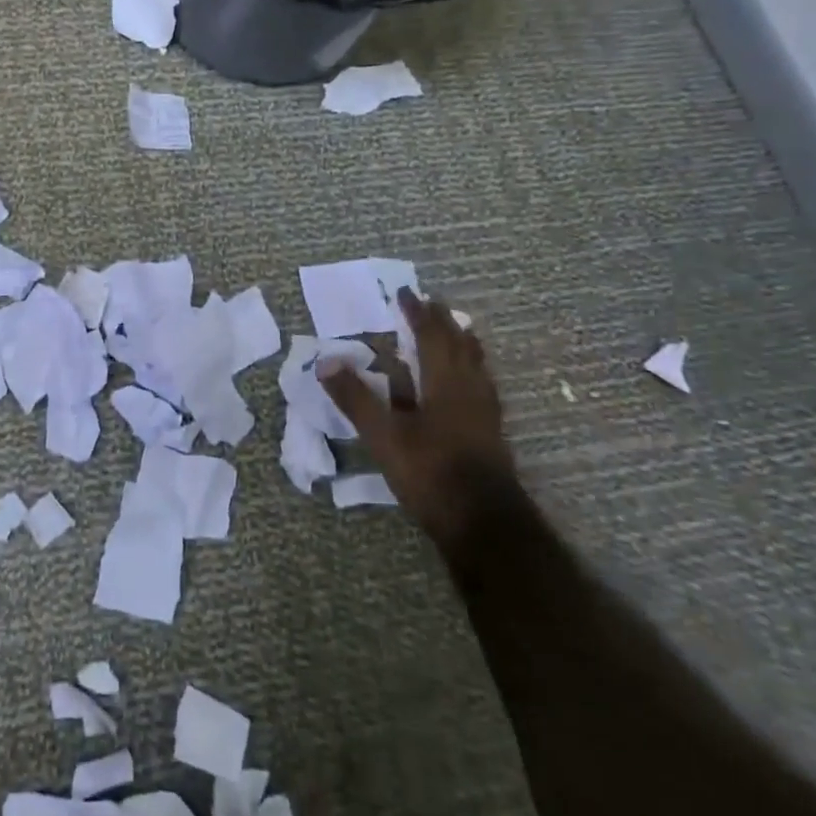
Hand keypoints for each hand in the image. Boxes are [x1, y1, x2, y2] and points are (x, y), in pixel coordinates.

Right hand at [317, 288, 516, 559]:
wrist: (483, 523)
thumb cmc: (430, 472)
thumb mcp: (383, 436)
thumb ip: (355, 398)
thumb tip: (325, 361)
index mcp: (445, 383)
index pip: (431, 337)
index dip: (418, 314)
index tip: (406, 293)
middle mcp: (469, 389)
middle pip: (460, 346)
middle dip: (444, 322)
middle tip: (432, 303)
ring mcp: (484, 412)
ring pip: (476, 365)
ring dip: (463, 343)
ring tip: (458, 330)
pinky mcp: (490, 432)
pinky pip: (481, 385)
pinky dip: (471, 370)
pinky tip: (469, 382)